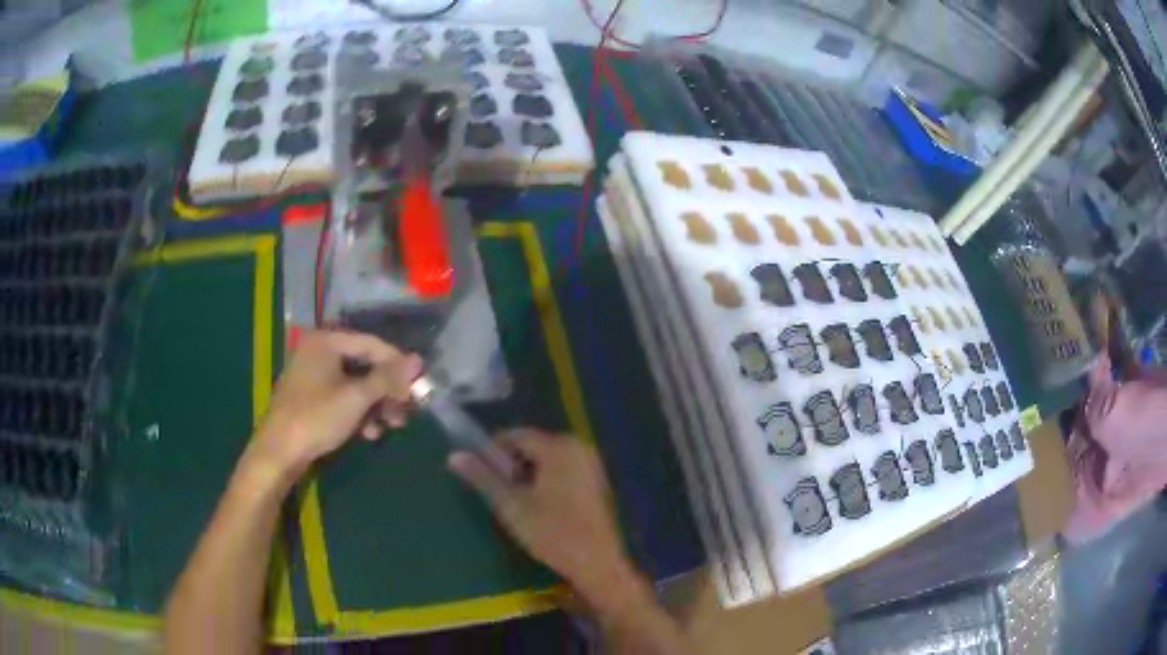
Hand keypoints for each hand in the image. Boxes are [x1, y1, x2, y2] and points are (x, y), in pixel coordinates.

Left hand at [249, 331, 421, 479]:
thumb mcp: (356, 397)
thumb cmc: (317, 417)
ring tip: (390, 426)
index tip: (417, 385)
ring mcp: (312, 373)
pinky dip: (357, 411)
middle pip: (364, 364)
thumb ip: (387, 378)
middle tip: (405, 410)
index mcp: (326, 341)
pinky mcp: (310, 395)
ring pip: (354, 383)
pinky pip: (341, 395)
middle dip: (386, 390)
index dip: (397, 364)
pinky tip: (368, 432)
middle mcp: (318, 350)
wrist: (279, 451)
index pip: (372, 344)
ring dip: (375, 404)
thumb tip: (418, 359)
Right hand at [447, 430, 633, 603]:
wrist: (597, 563)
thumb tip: (454, 456)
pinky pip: (564, 471)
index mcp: (559, 447)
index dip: (493, 451)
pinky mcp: (597, 482)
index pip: (516, 435)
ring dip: (528, 475)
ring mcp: (591, 464)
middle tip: (499, 493)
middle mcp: (578, 447)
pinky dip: (547, 481)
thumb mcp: (510, 505)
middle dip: (511, 465)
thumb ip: (482, 477)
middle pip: (533, 446)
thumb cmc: (552, 532)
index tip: (480, 473)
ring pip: (548, 460)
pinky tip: (542, 508)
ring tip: (517, 503)